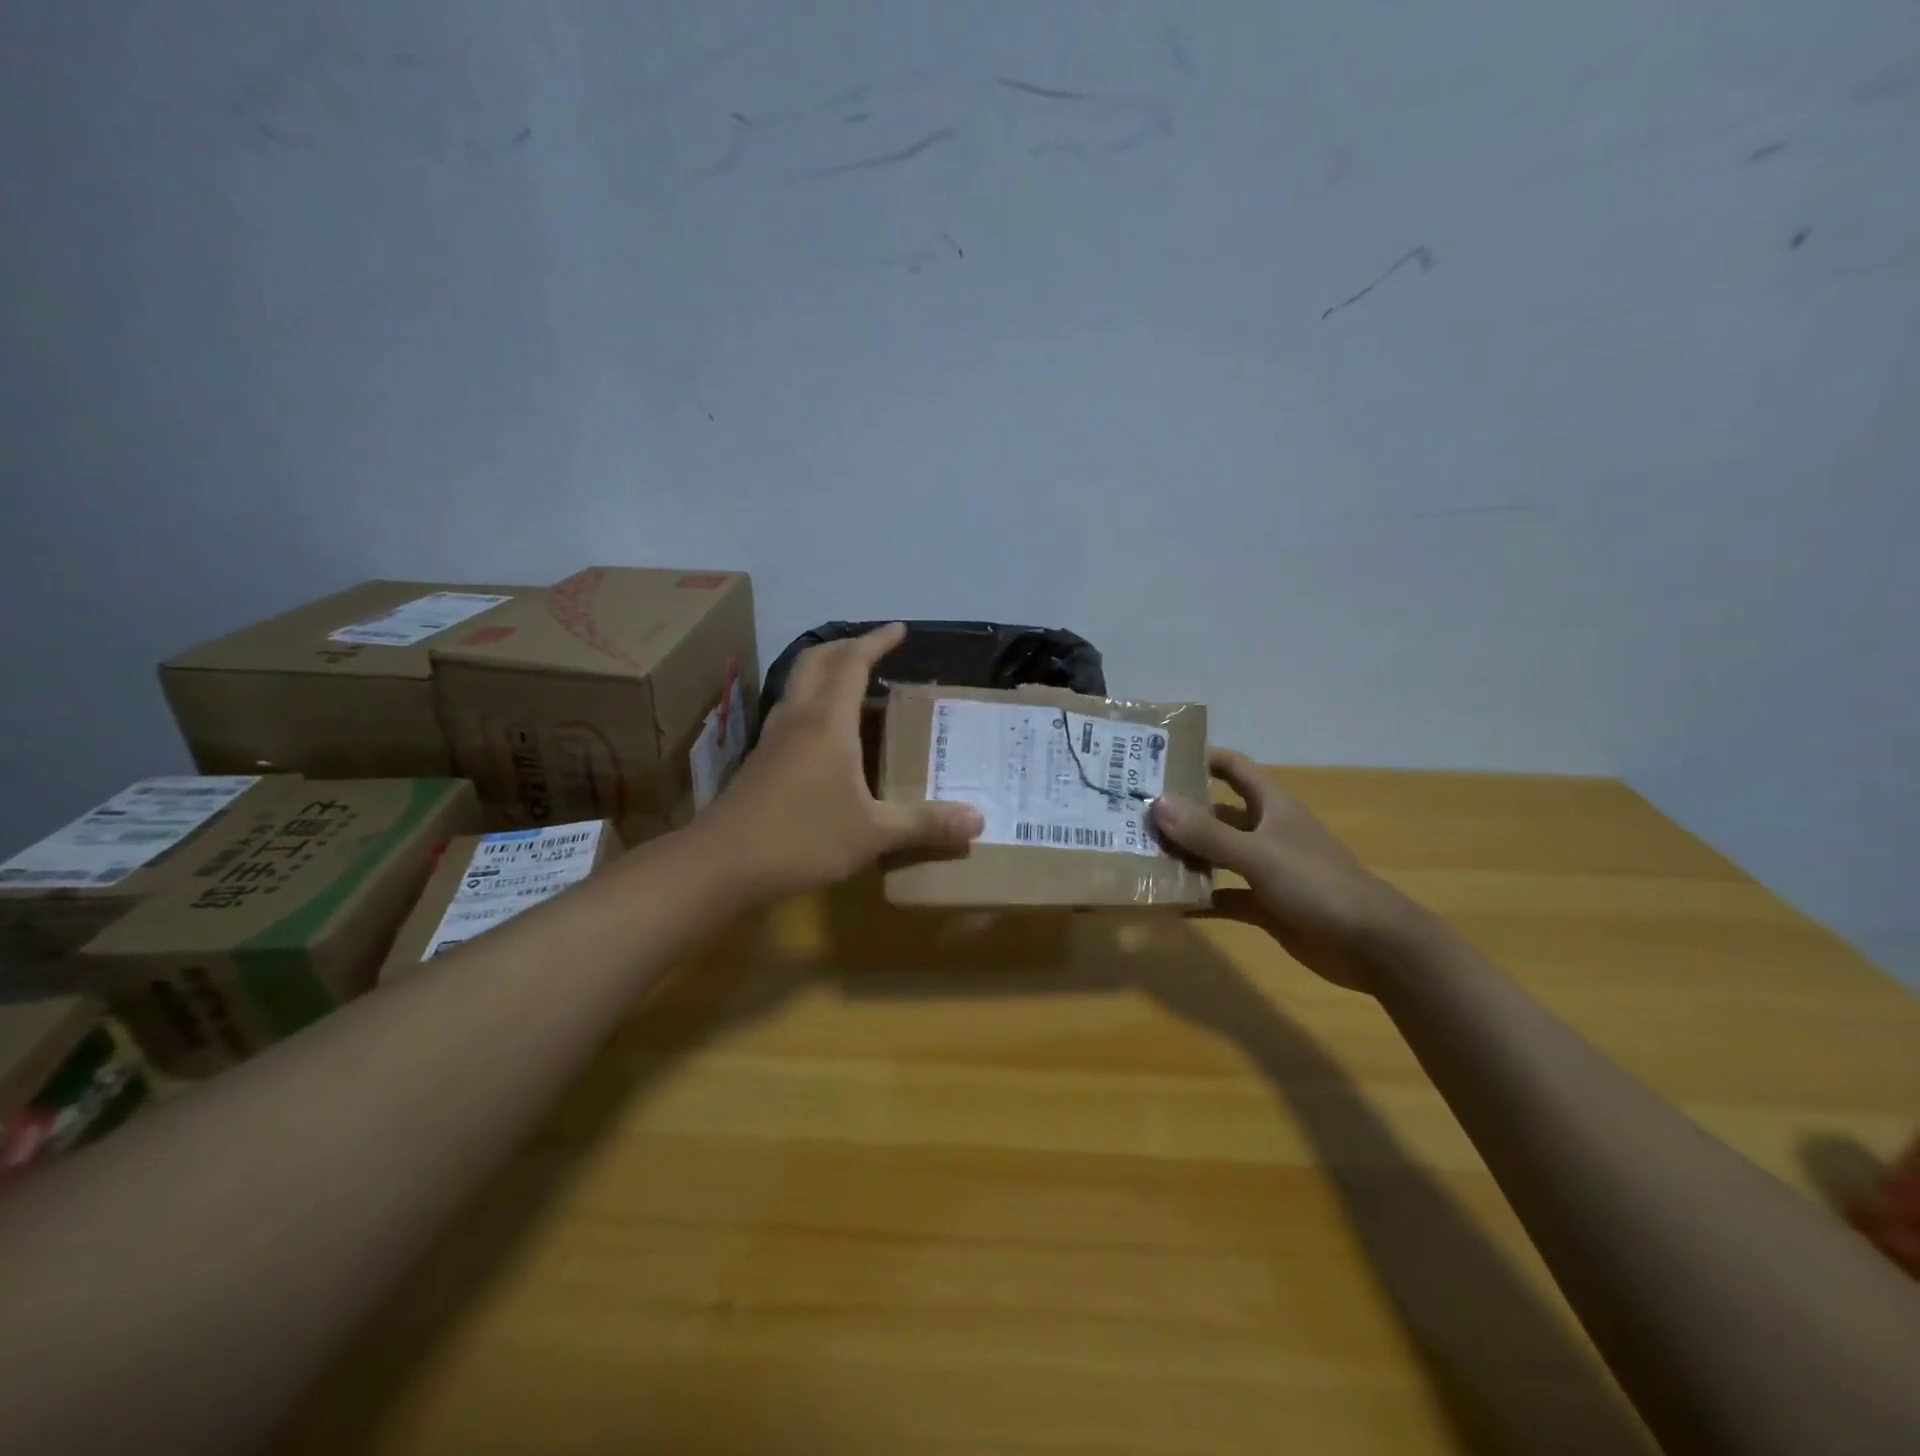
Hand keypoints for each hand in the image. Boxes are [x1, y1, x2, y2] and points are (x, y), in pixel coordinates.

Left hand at [698, 623, 982, 900]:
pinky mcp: (760, 760)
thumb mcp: (873, 833)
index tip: (900, 630)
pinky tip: (829, 736)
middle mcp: (798, 718)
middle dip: (848, 647)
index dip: (877, 642)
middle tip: (876, 651)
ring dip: (827, 672)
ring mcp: (773, 738)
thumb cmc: (802, 838)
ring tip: (857, 687)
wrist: (721, 864)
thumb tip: (979, 821)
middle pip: (817, 661)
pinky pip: (792, 712)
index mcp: (828, 721)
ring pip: (799, 685)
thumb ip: (925, 824)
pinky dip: (815, 703)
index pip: (853, 663)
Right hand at [1151, 750, 1427, 991]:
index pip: (1233, 768)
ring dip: (1185, 855)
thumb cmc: (1319, 886)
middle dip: (1180, 811)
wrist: (1373, 946)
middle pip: (1216, 812)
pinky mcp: (1265, 905)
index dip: (1201, 758)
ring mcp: (1265, 870)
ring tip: (1140, 854)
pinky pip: (1223, 896)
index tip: (1157, 759)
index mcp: (1272, 807)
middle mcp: (1266, 832)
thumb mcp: (1259, 855)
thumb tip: (1157, 803)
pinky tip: (1168, 904)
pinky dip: (1199, 898)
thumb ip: (1209, 832)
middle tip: (1134, 812)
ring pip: (1216, 855)